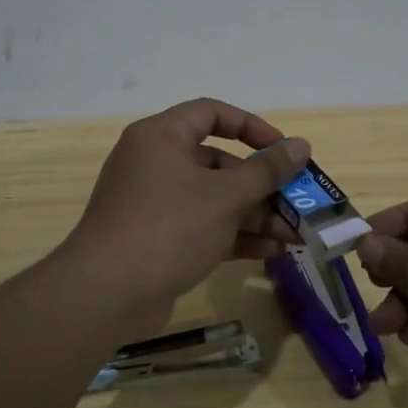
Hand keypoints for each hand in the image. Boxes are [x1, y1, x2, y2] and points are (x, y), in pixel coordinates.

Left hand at [64, 98, 311, 333]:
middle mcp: (154, 163)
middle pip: (217, 162)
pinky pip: (202, 227)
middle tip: (297, 202)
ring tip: (294, 235)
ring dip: (254, 215)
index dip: (251, 127)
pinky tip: (271, 252)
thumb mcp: (225, 196)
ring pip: (213, 199)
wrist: (106, 294)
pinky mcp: (157, 239)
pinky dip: (234, 236)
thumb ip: (266, 171)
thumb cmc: (169, 227)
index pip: (211, 113)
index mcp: (161, 137)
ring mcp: (154, 204)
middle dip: (261, 185)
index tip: (283, 150)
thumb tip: (301, 145)